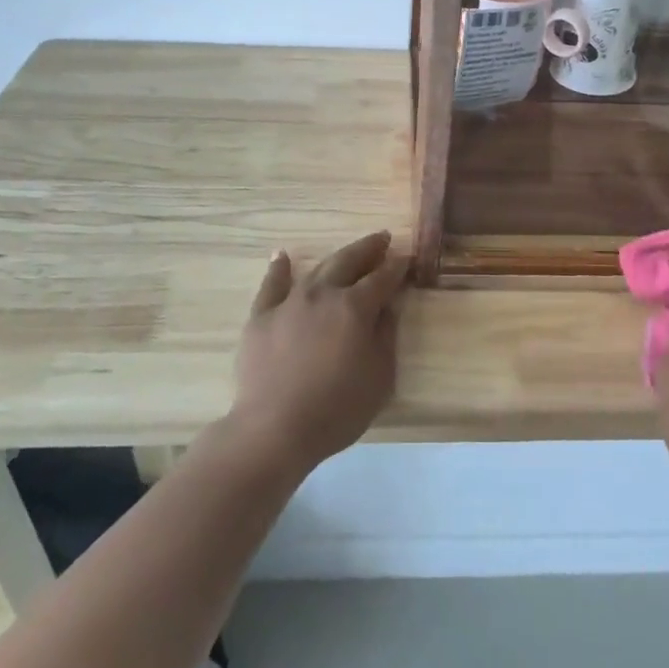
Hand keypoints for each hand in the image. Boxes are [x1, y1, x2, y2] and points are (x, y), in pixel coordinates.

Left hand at [228, 230, 408, 474]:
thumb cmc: (337, 409)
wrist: (274, 428)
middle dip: (369, 249)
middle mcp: (323, 294)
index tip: (407, 257)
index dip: (397, 267)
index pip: (383, 278)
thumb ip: (386, 336)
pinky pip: (271, 285)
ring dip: (335, 257)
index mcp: (355, 308)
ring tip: (348, 251)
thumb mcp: (380, 377)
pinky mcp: (261, 316)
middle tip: (383, 239)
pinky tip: (282, 256)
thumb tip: (389, 307)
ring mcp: (289, 302)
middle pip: (349, 262)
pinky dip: (279, 268)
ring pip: (316, 270)